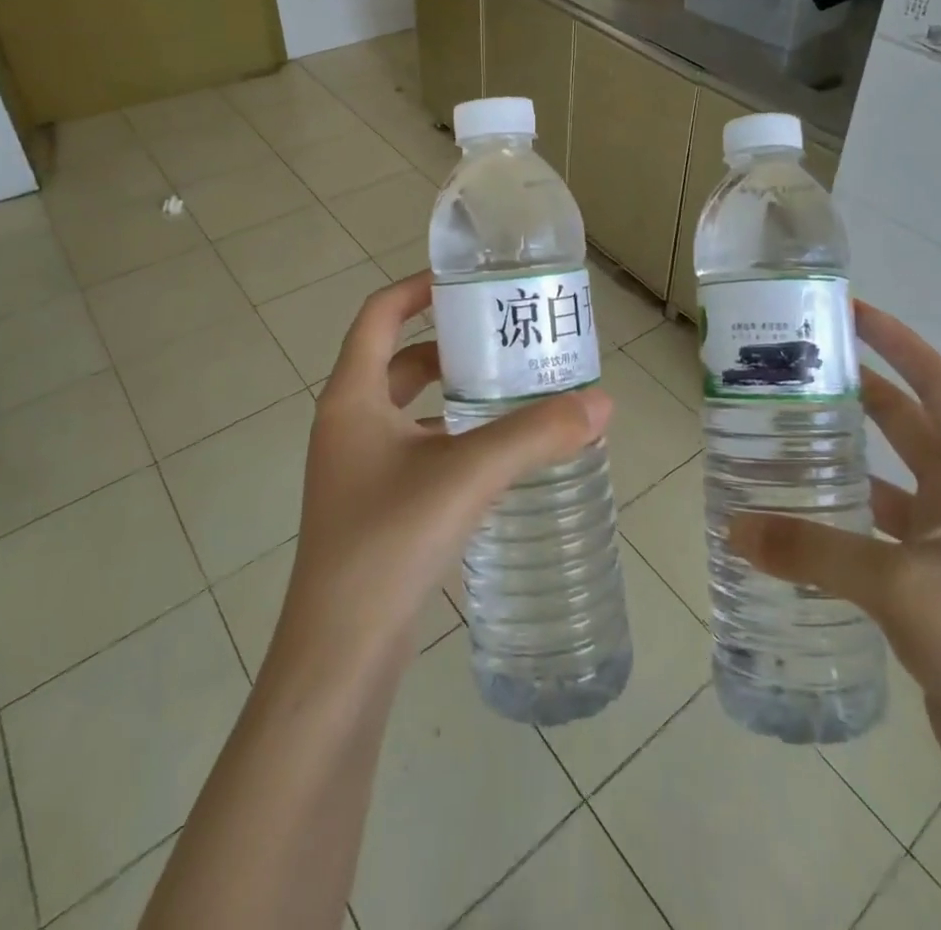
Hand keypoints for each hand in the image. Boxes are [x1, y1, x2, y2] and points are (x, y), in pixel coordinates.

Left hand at [273, 272, 613, 678]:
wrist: (339, 657)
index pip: (379, 316)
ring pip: (409, 408)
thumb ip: (535, 435)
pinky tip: (497, 452)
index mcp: (352, 398)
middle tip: (506, 337)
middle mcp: (348, 424)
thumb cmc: (389, 544)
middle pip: (399, 360)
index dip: (418, 288)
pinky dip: (452, 436)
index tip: (468, 282)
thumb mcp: (467, 476)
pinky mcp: (374, 505)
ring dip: (454, 393)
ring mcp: (357, 468)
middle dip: (450, 344)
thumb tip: (601, 403)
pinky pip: (417, 448)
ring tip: (512, 387)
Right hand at [730, 303, 940, 793]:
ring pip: (892, 474)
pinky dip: (848, 512)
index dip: (894, 341)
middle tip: (796, 370)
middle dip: (858, 391)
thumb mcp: (899, 586)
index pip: (936, 381)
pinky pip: (885, 524)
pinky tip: (803, 513)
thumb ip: (812, 550)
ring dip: (848, 453)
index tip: (847, 311)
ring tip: (785, 432)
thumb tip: (734, 528)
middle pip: (908, 421)